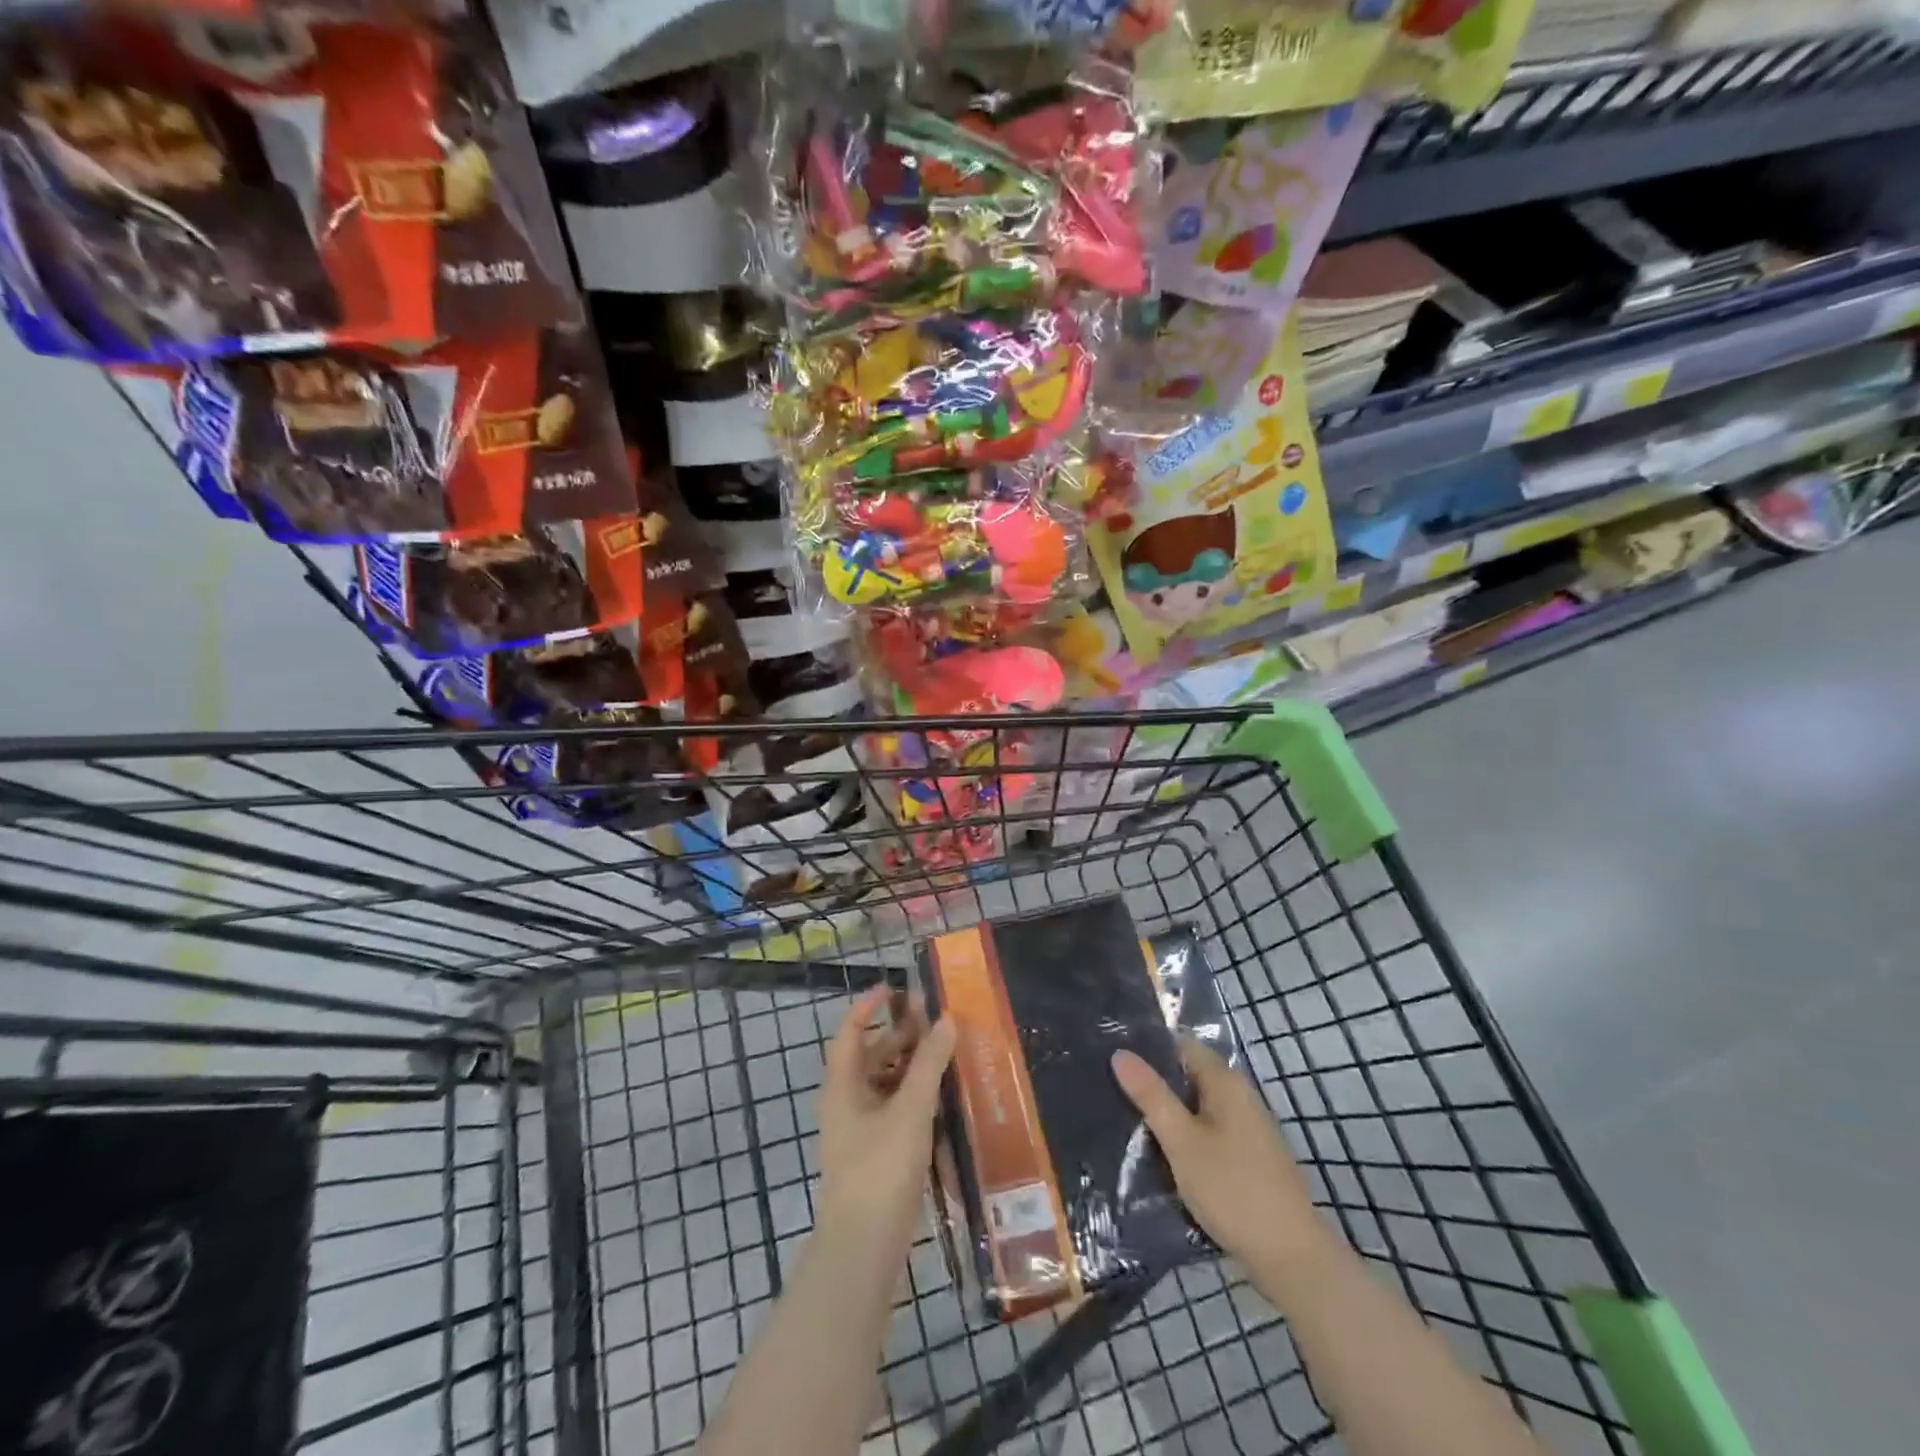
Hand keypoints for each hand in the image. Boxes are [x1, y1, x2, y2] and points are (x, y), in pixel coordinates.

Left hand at [816, 985, 956, 1250]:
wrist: (864, 1246)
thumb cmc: (881, 1168)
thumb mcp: (910, 1109)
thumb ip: (929, 1063)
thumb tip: (946, 1020)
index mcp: (843, 1085)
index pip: (850, 1031)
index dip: (868, 1006)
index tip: (895, 988)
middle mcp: (847, 1102)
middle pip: (871, 1056)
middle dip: (901, 1035)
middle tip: (935, 1019)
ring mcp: (860, 1130)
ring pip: (886, 1084)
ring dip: (912, 1066)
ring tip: (946, 1053)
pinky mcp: (876, 1154)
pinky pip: (895, 1110)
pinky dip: (916, 1096)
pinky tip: (943, 1097)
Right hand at [1112, 1036, 1323, 1267]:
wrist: (1292, 1258)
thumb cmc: (1233, 1190)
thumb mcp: (1182, 1141)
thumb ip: (1152, 1096)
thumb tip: (1120, 1053)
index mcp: (1226, 1082)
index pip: (1180, 1046)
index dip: (1148, 1049)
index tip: (1113, 1058)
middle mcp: (1239, 1096)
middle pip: (1188, 1076)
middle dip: (1154, 1084)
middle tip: (1111, 1091)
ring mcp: (1247, 1128)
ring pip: (1197, 1108)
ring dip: (1168, 1114)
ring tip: (1126, 1120)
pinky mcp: (1248, 1158)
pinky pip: (1208, 1133)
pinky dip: (1185, 1137)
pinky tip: (1161, 1154)